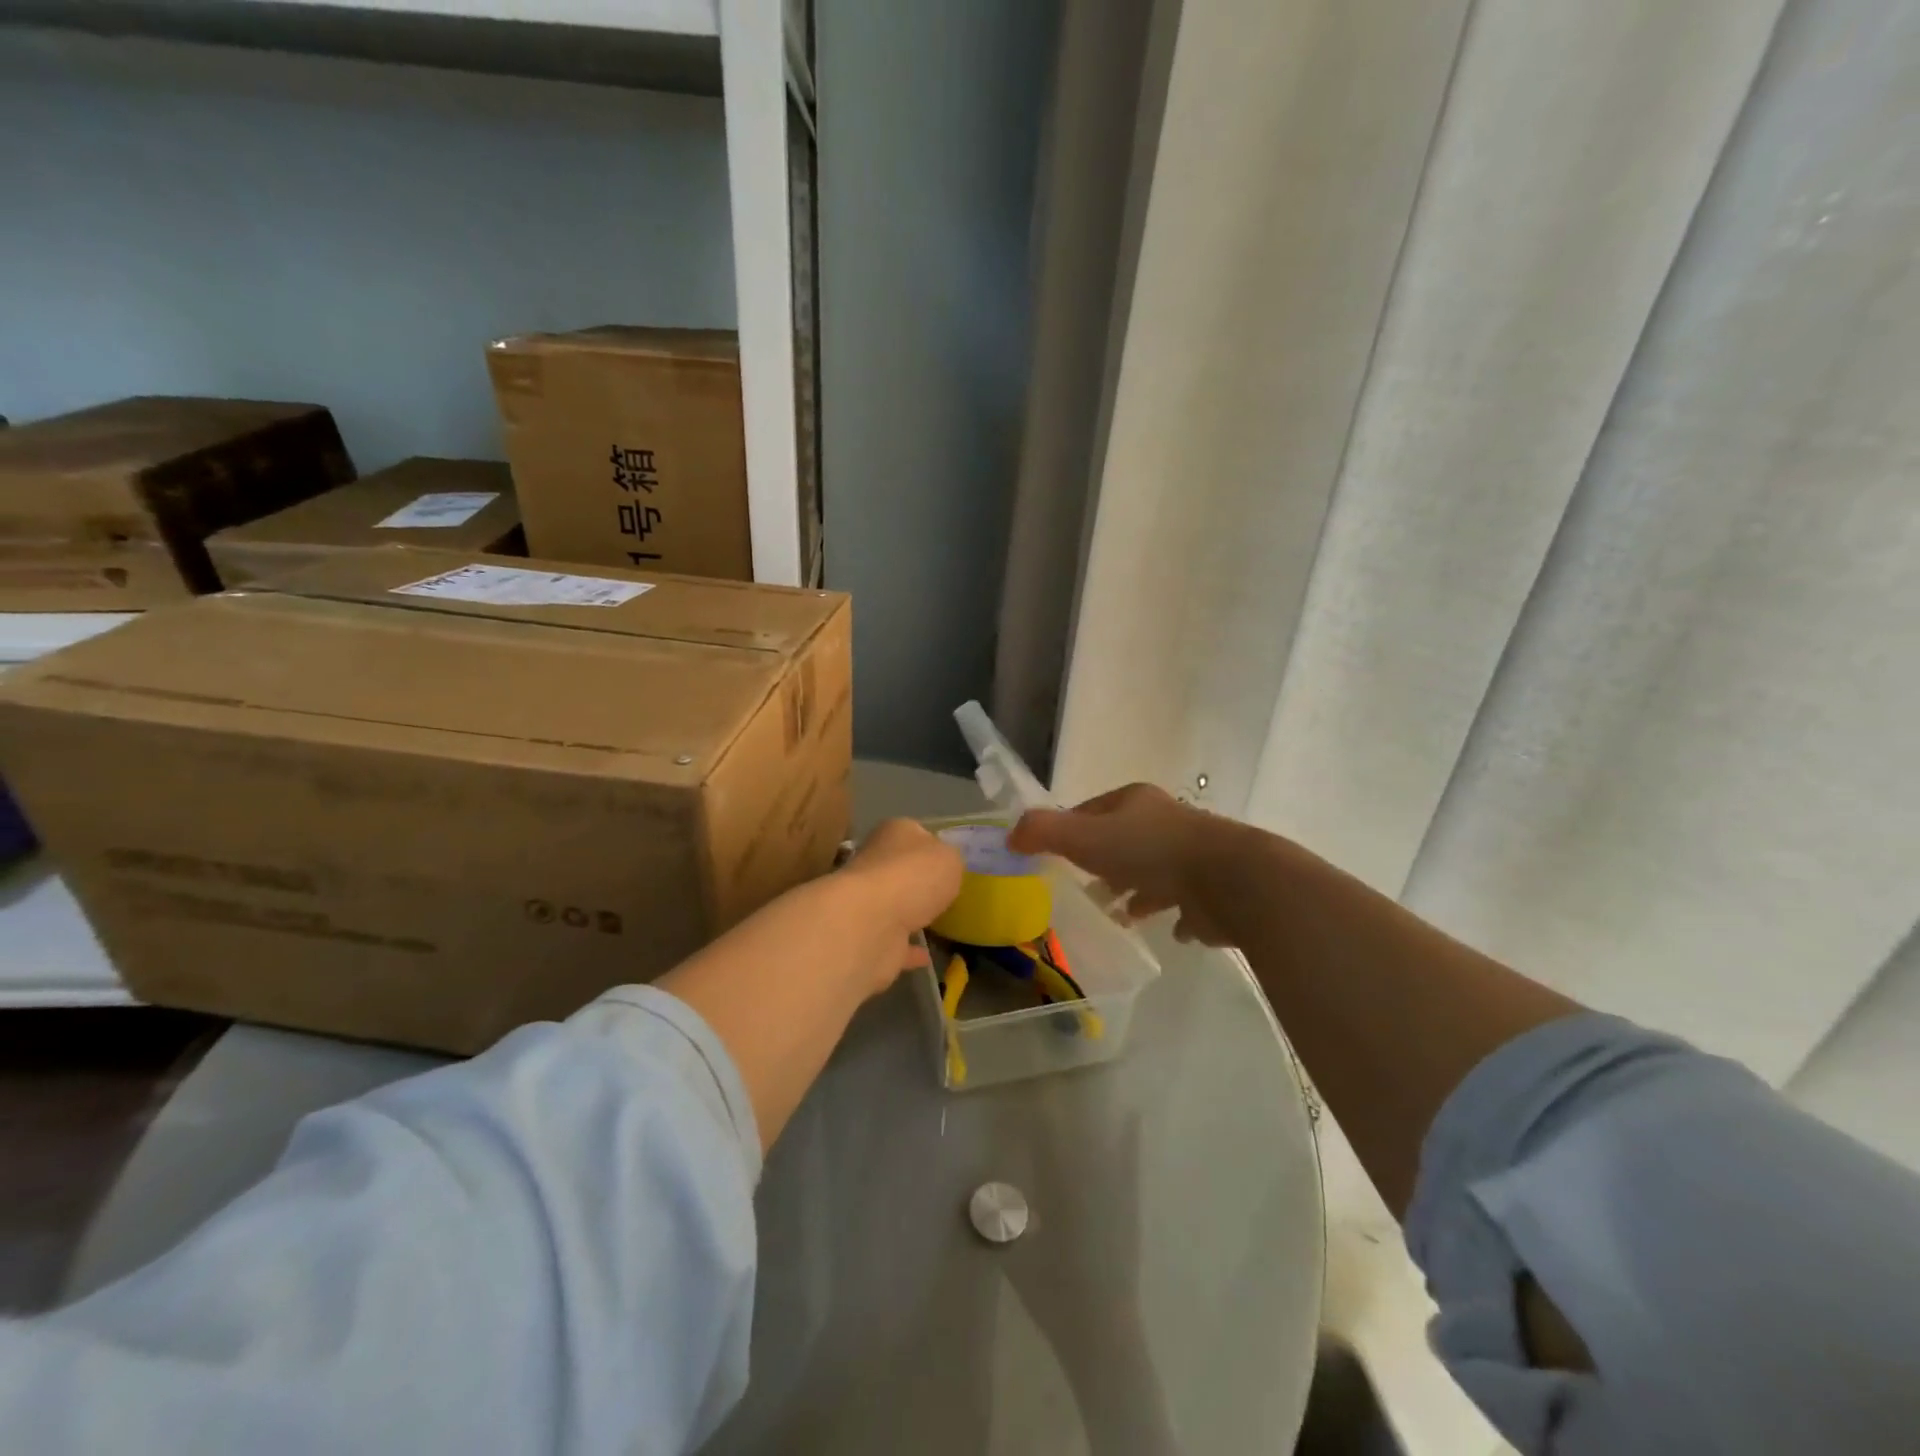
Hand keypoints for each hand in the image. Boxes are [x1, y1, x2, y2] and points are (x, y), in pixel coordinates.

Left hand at [839, 818, 964, 981]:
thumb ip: (950, 861)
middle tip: (946, 893)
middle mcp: (876, 864)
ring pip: (895, 906)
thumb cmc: (914, 876)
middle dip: (919, 881)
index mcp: (894, 834)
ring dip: (911, 914)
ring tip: (939, 923)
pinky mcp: (869, 938)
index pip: (914, 833)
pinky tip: (927, 957)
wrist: (871, 924)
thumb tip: (943, 867)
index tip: (950, 862)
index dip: (932, 845)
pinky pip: (896, 943)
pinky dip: (909, 950)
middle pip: (902, 869)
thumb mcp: (949, 858)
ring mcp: (869, 903)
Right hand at [1008, 784, 1231, 945]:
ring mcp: (1192, 856)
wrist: (1228, 880)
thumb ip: (1044, 832)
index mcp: (1136, 802)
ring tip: (1116, 913)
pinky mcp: (1211, 890)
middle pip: (1124, 840)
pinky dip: (1172, 912)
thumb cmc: (1148, 852)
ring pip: (1153, 871)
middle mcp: (1165, 822)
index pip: (1092, 810)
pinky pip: (1184, 901)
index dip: (1070, 829)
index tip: (1054, 855)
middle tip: (1083, 887)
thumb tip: (1010, 836)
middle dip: (1103, 862)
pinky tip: (1165, 930)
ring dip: (1135, 889)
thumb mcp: (1084, 836)